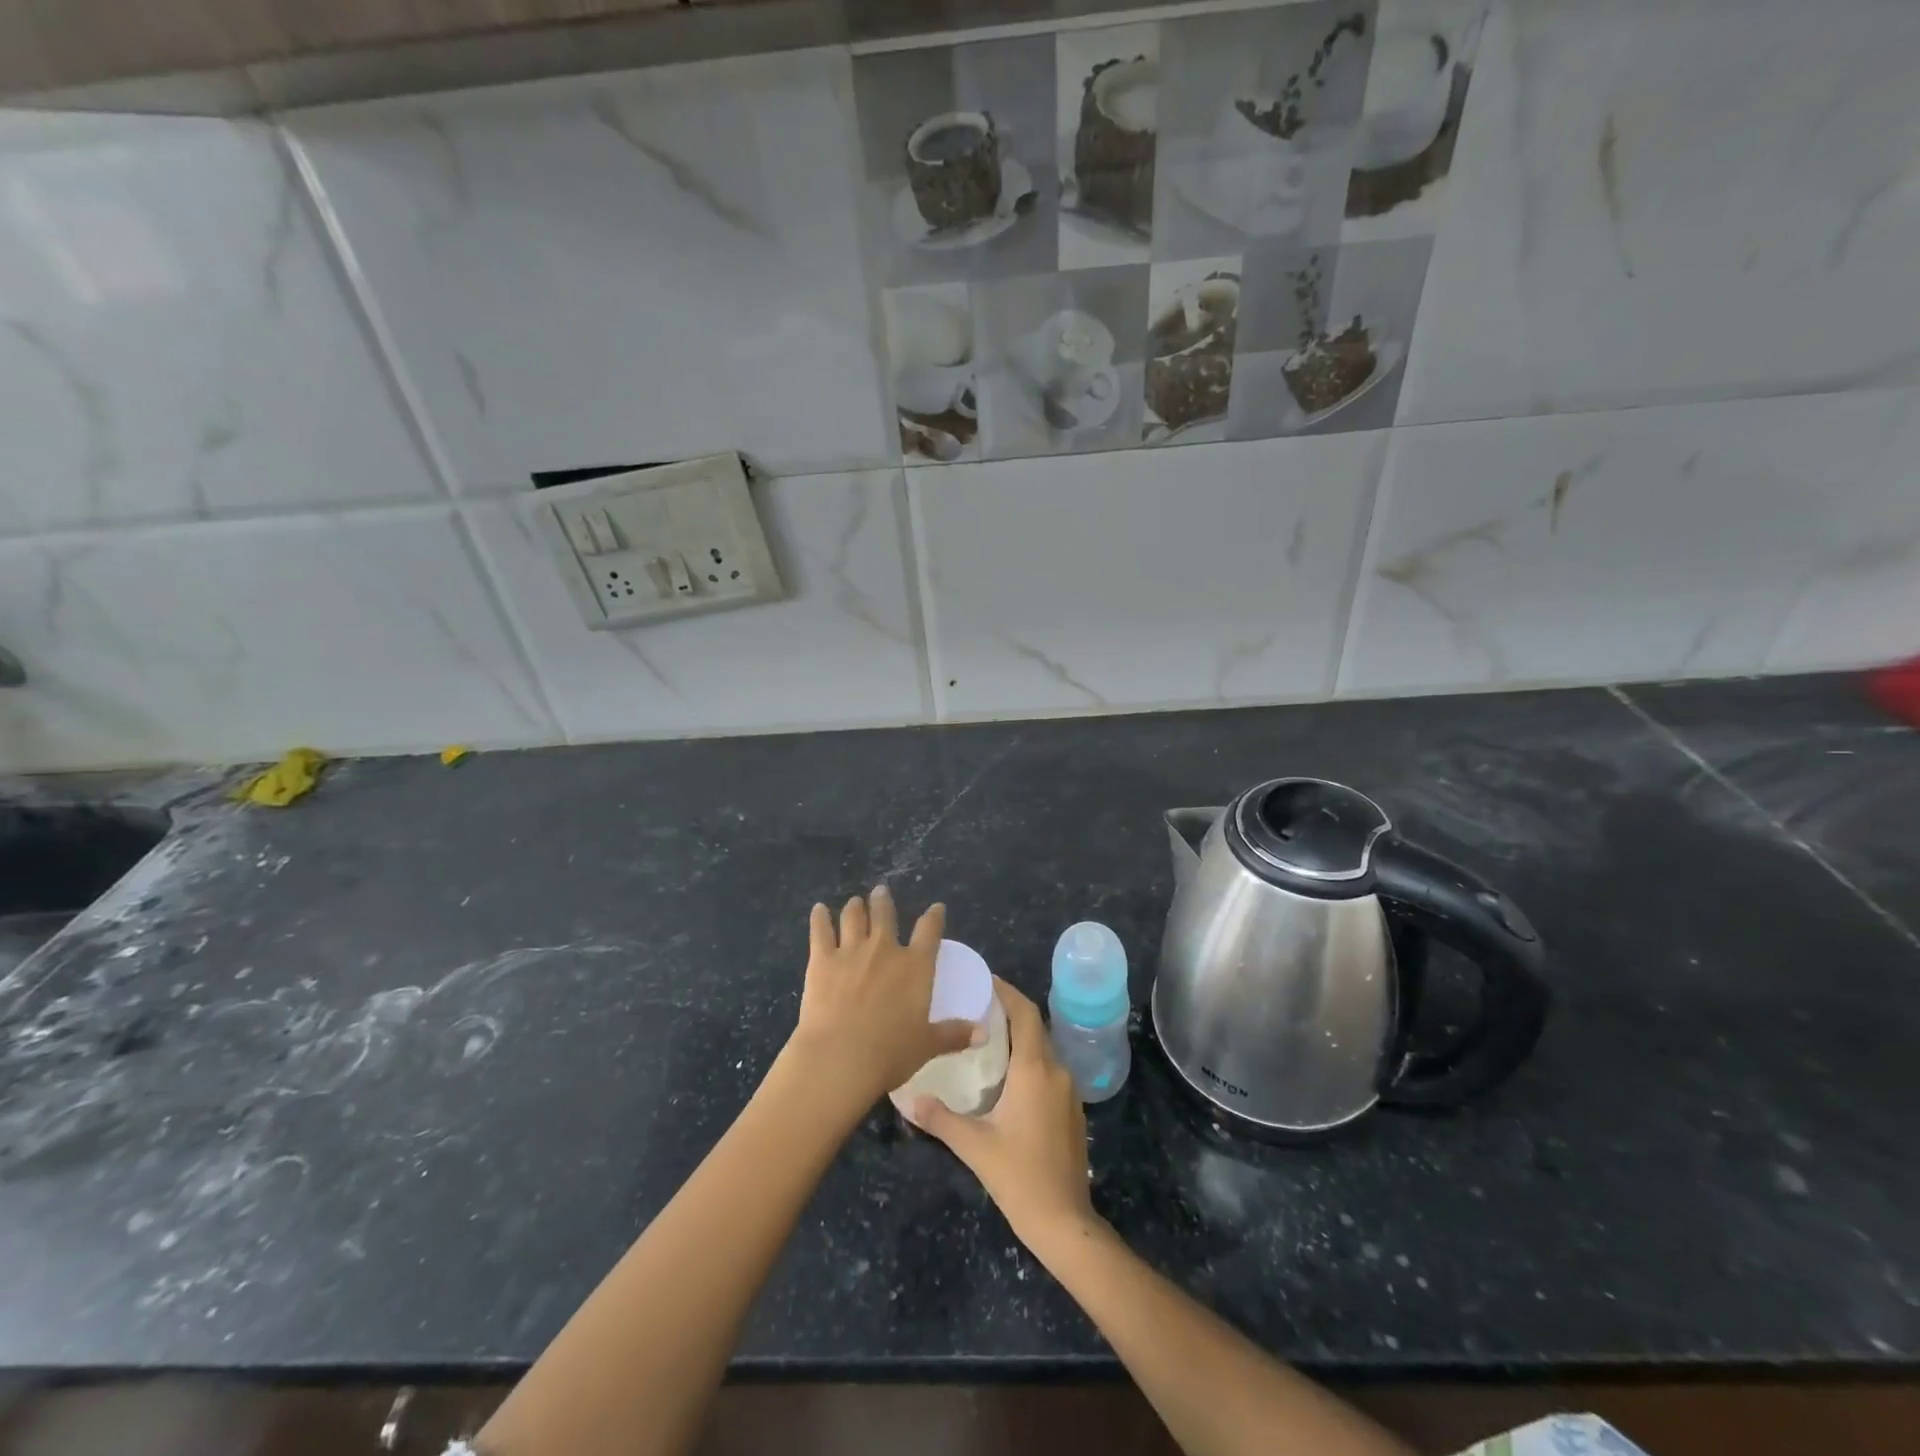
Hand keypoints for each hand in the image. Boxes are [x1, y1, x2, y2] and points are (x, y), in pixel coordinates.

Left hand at [785, 887, 975, 1104]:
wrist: (840, 1057)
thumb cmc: (890, 1053)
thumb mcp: (928, 1045)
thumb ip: (954, 1035)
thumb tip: (983, 1033)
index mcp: (915, 966)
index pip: (930, 931)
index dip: (934, 916)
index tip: (937, 908)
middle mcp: (885, 949)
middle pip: (885, 914)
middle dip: (884, 901)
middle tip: (881, 891)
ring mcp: (851, 951)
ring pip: (853, 917)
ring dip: (855, 907)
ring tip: (855, 901)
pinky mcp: (822, 960)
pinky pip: (820, 930)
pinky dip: (819, 918)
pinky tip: (818, 909)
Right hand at [908, 977, 1097, 1249]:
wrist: (1065, 1222)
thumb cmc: (1019, 1177)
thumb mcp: (974, 1146)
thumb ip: (941, 1119)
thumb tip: (909, 1099)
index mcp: (1034, 1070)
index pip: (1025, 1014)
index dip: (1007, 992)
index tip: (984, 980)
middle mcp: (1056, 1072)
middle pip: (1034, 1027)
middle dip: (1009, 1012)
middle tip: (976, 1006)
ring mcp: (1068, 1092)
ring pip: (1042, 1050)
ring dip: (1018, 1038)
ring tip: (985, 1038)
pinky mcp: (1071, 1110)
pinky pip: (1048, 1070)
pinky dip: (1028, 1061)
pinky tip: (1006, 1077)